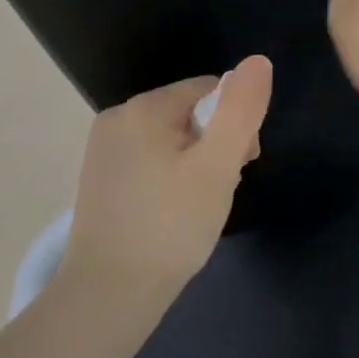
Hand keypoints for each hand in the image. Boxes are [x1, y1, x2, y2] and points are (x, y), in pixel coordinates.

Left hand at [65, 56, 272, 302]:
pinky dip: (170, 179)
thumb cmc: (170, 227)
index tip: (241, 166)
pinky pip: (150, 161)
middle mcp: (117, 118)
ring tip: (198, 207)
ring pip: (172, 139)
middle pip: (190, 114)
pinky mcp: (100, 178)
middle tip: (219, 191)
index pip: (211, 90)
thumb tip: (258, 61)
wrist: (108, 296)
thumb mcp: (218, 166)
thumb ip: (241, 110)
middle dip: (215, 145)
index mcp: (144, 108)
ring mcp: (103, 150)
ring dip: (196, 164)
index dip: (236, 124)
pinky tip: (173, 213)